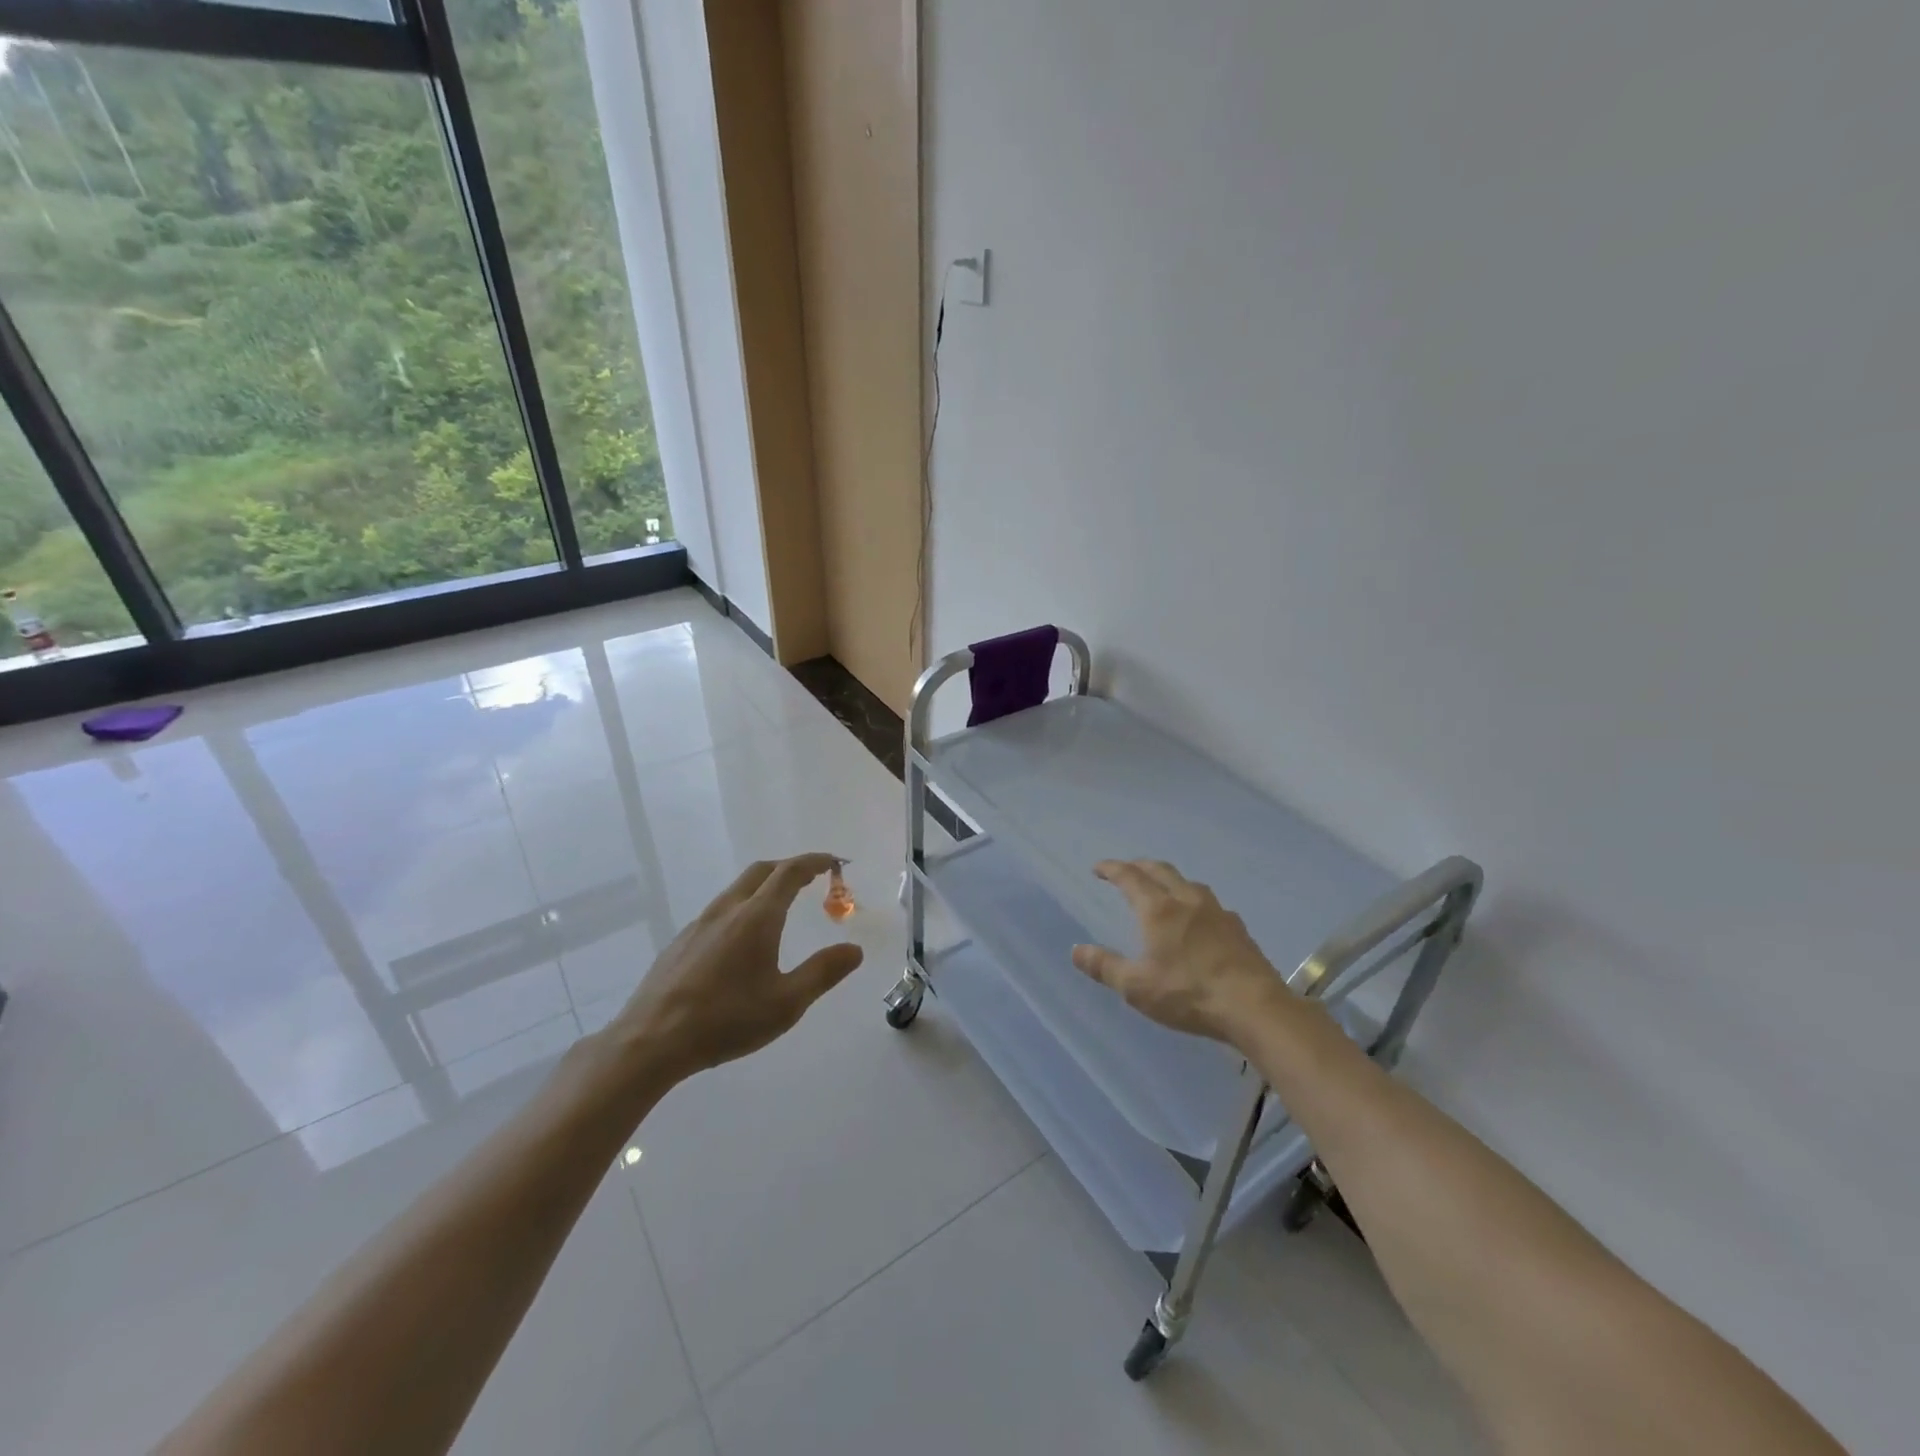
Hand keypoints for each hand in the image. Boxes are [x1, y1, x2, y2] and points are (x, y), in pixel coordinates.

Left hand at [607, 854, 863, 1083]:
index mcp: (757, 917)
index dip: (814, 861)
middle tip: (811, 878)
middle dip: (789, 867)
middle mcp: (728, 910)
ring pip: (737, 889)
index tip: (833, 861)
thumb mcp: (786, 1003)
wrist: (651, 1041)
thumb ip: (823, 972)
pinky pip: (719, 909)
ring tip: (781, 905)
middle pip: (761, 871)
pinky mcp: (681, 941)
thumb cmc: (726, 1020)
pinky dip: (743, 906)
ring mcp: (700, 923)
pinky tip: (742, 939)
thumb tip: (854, 950)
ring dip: (764, 885)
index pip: (790, 872)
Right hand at [1072, 859, 1294, 1047]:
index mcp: (1158, 910)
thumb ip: (1105, 966)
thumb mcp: (1137, 987)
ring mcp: (1217, 912)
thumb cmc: (1188, 993)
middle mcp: (1187, 901)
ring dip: (1170, 879)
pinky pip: (1210, 903)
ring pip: (1188, 883)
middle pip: (1161, 871)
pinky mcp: (1238, 928)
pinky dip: (1194, 901)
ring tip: (1163, 889)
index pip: (1130, 877)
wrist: (1255, 1007)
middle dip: (1140, 866)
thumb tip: (1075, 950)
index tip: (1099, 868)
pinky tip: (1199, 918)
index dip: (1112, 869)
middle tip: (1127, 870)